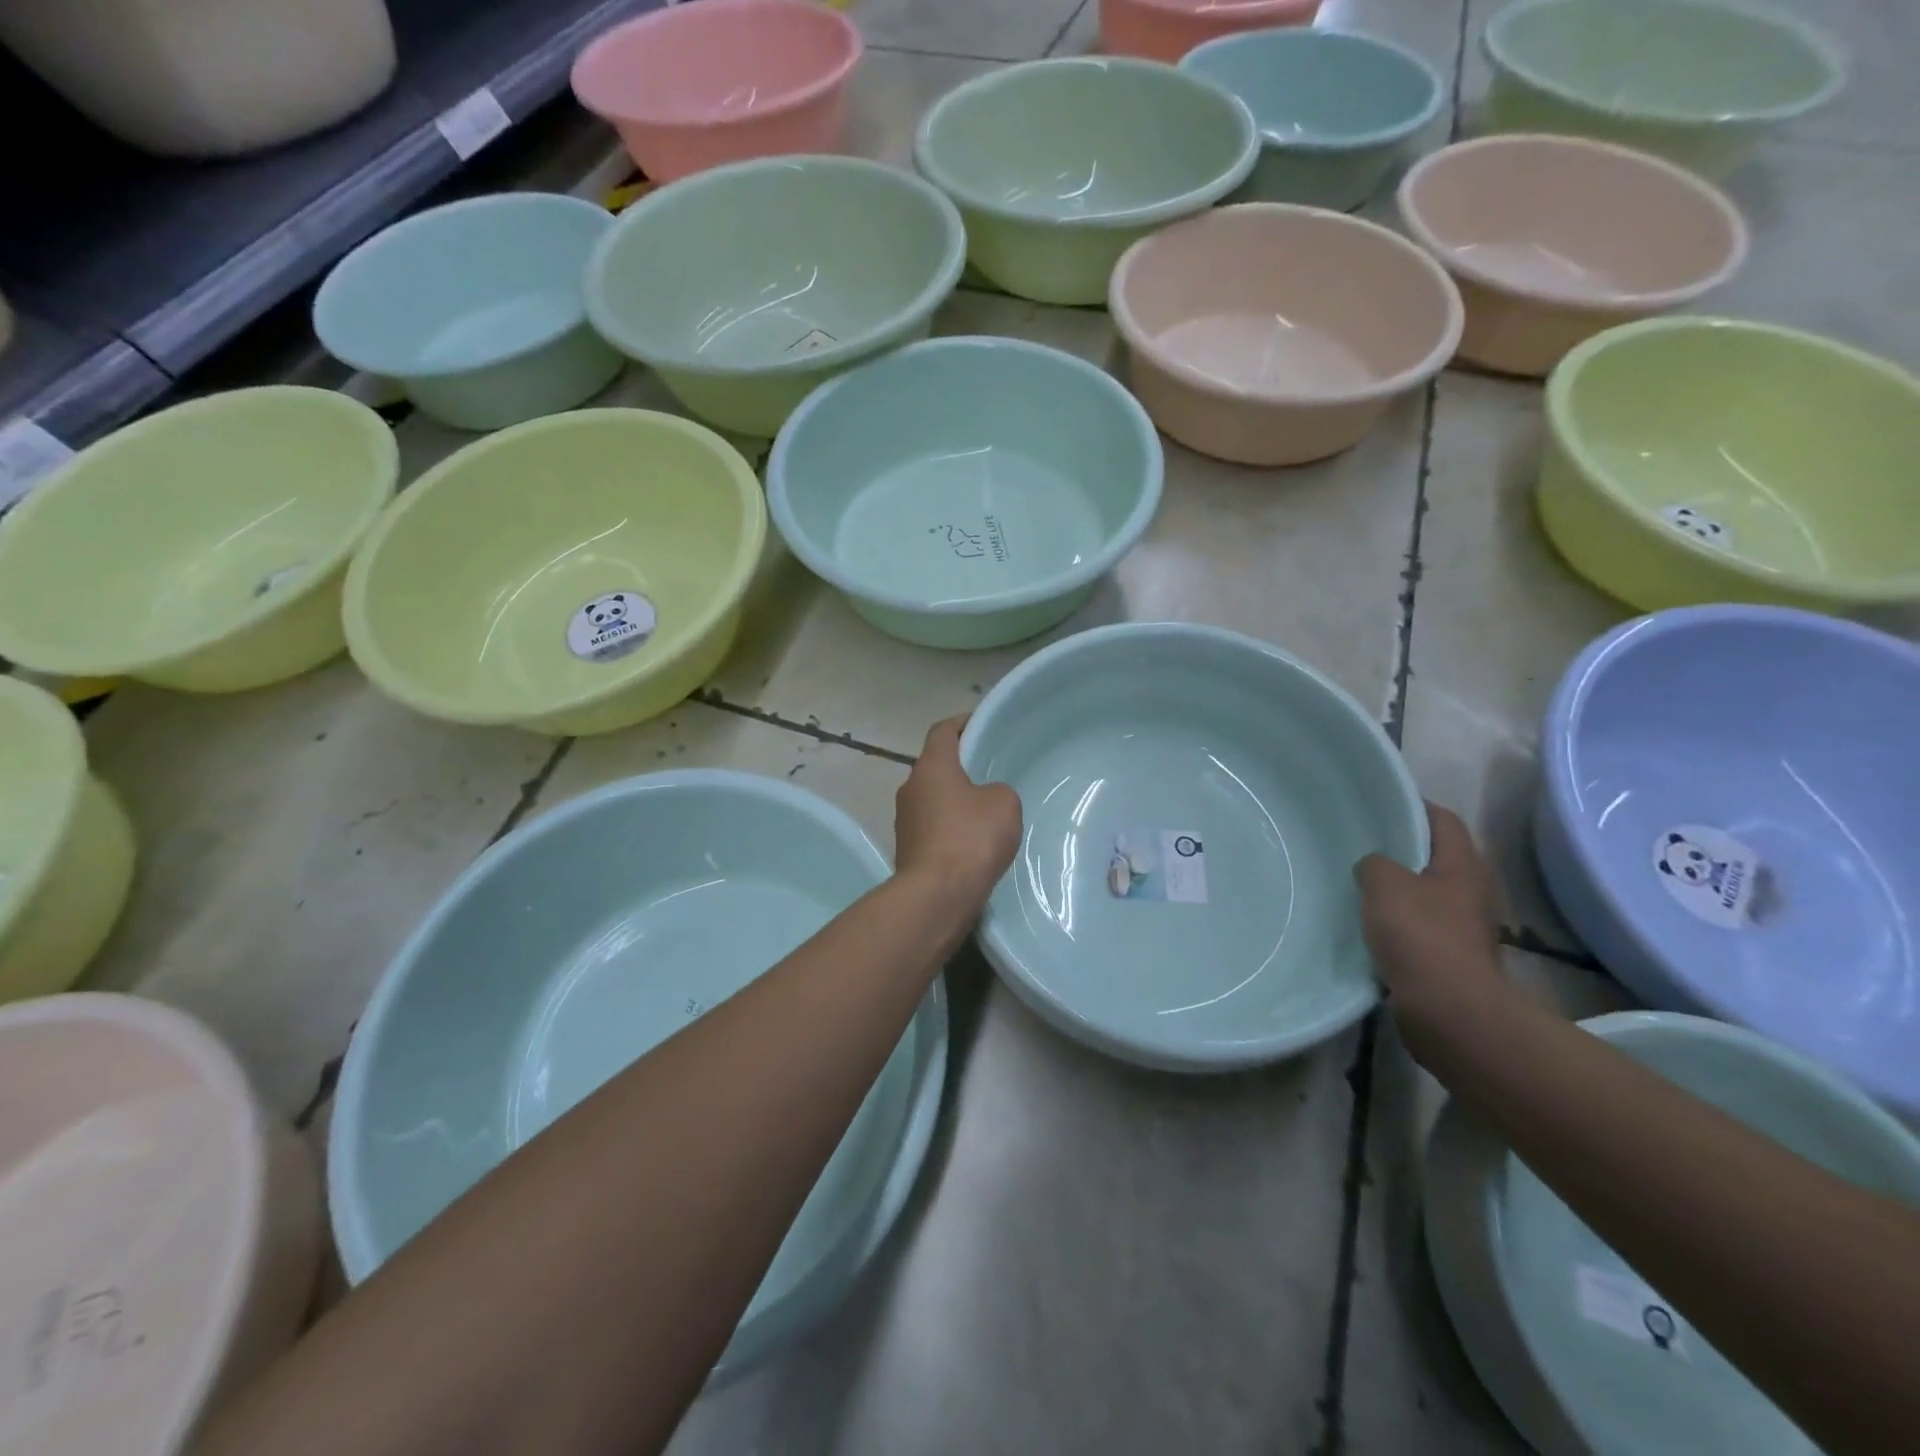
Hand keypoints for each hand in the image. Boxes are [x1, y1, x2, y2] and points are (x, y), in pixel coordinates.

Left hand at [895, 715, 1021, 904]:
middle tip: (989, 770)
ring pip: (933, 798)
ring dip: (954, 800)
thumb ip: (998, 790)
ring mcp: (905, 820)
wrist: (937, 894)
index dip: (962, 723)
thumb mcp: (1004, 803)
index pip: (943, 731)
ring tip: (984, 809)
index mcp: (931, 767)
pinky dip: (949, 827)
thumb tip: (984, 799)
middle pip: (936, 766)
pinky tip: (972, 842)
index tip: (980, 723)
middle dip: (960, 766)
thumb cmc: (971, 838)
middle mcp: (911, 787)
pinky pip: (932, 827)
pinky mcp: (907, 849)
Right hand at [1353, 804, 1505, 1053]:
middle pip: (1438, 857)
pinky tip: (1370, 925)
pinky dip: (1400, 922)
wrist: (1450, 1012)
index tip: (1379, 805)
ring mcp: (1467, 927)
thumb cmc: (1421, 937)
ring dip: (1400, 889)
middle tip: (1362, 845)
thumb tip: (1373, 866)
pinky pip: (1423, 926)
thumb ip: (1374, 863)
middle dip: (1403, 850)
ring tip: (1360, 885)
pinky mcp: (1454, 958)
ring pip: (1429, 894)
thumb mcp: (1384, 885)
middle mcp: (1473, 892)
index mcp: (1465, 866)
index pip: (1444, 820)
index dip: (1414, 806)